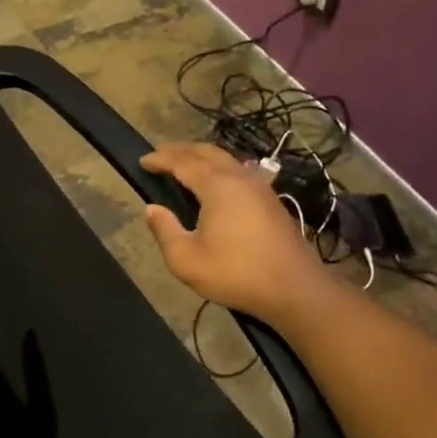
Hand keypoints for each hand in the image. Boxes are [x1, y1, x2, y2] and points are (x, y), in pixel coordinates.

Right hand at [142, 142, 323, 324]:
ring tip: (185, 163)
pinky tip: (217, 181)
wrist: (294, 288)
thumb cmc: (236, 273)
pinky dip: (220, 167)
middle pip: (206, 151)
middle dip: (181, 149)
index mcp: (216, 186)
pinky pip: (240, 170)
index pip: (182, 162)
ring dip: (202, 156)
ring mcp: (259, 187)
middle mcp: (239, 178)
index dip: (160, 159)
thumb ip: (164, 230)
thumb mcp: (186, 260)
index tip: (142, 160)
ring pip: (226, 158)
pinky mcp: (271, 200)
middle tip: (160, 153)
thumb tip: (152, 209)